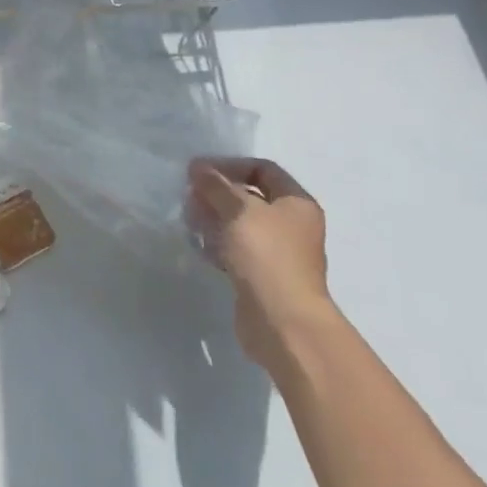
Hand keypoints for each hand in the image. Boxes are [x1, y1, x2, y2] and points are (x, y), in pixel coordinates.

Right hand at [187, 157, 334, 368]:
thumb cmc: (266, 255)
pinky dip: (218, 244)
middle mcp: (291, 224)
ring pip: (240, 224)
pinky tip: (199, 246)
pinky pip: (236, 250)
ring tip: (190, 221)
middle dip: (217, 194)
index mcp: (296, 202)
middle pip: (250, 197)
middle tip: (190, 197)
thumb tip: (199, 167)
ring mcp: (278, 252)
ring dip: (214, 219)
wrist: (282, 321)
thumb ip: (216, 185)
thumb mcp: (238, 210)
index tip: (198, 171)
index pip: (263, 169)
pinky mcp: (262, 275)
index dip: (230, 165)